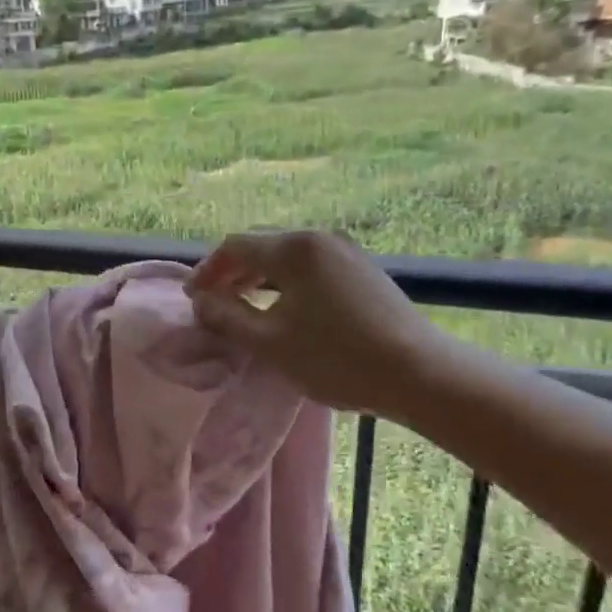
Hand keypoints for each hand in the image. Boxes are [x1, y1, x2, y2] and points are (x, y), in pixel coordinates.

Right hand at [185, 230, 439, 414]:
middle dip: (231, 272)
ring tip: (242, 307)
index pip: (235, 247)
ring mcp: (346, 252)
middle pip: (261, 247)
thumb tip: (202, 302)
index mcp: (293, 248)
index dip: (207, 270)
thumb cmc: (336, 357)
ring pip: (287, 257)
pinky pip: (310, 267)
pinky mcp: (363, 270)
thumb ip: (228, 317)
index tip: (192, 298)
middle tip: (213, 302)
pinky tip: (283, 309)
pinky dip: (285, 283)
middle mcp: (319, 238)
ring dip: (258, 278)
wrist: (418, 373)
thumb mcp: (271, 342)